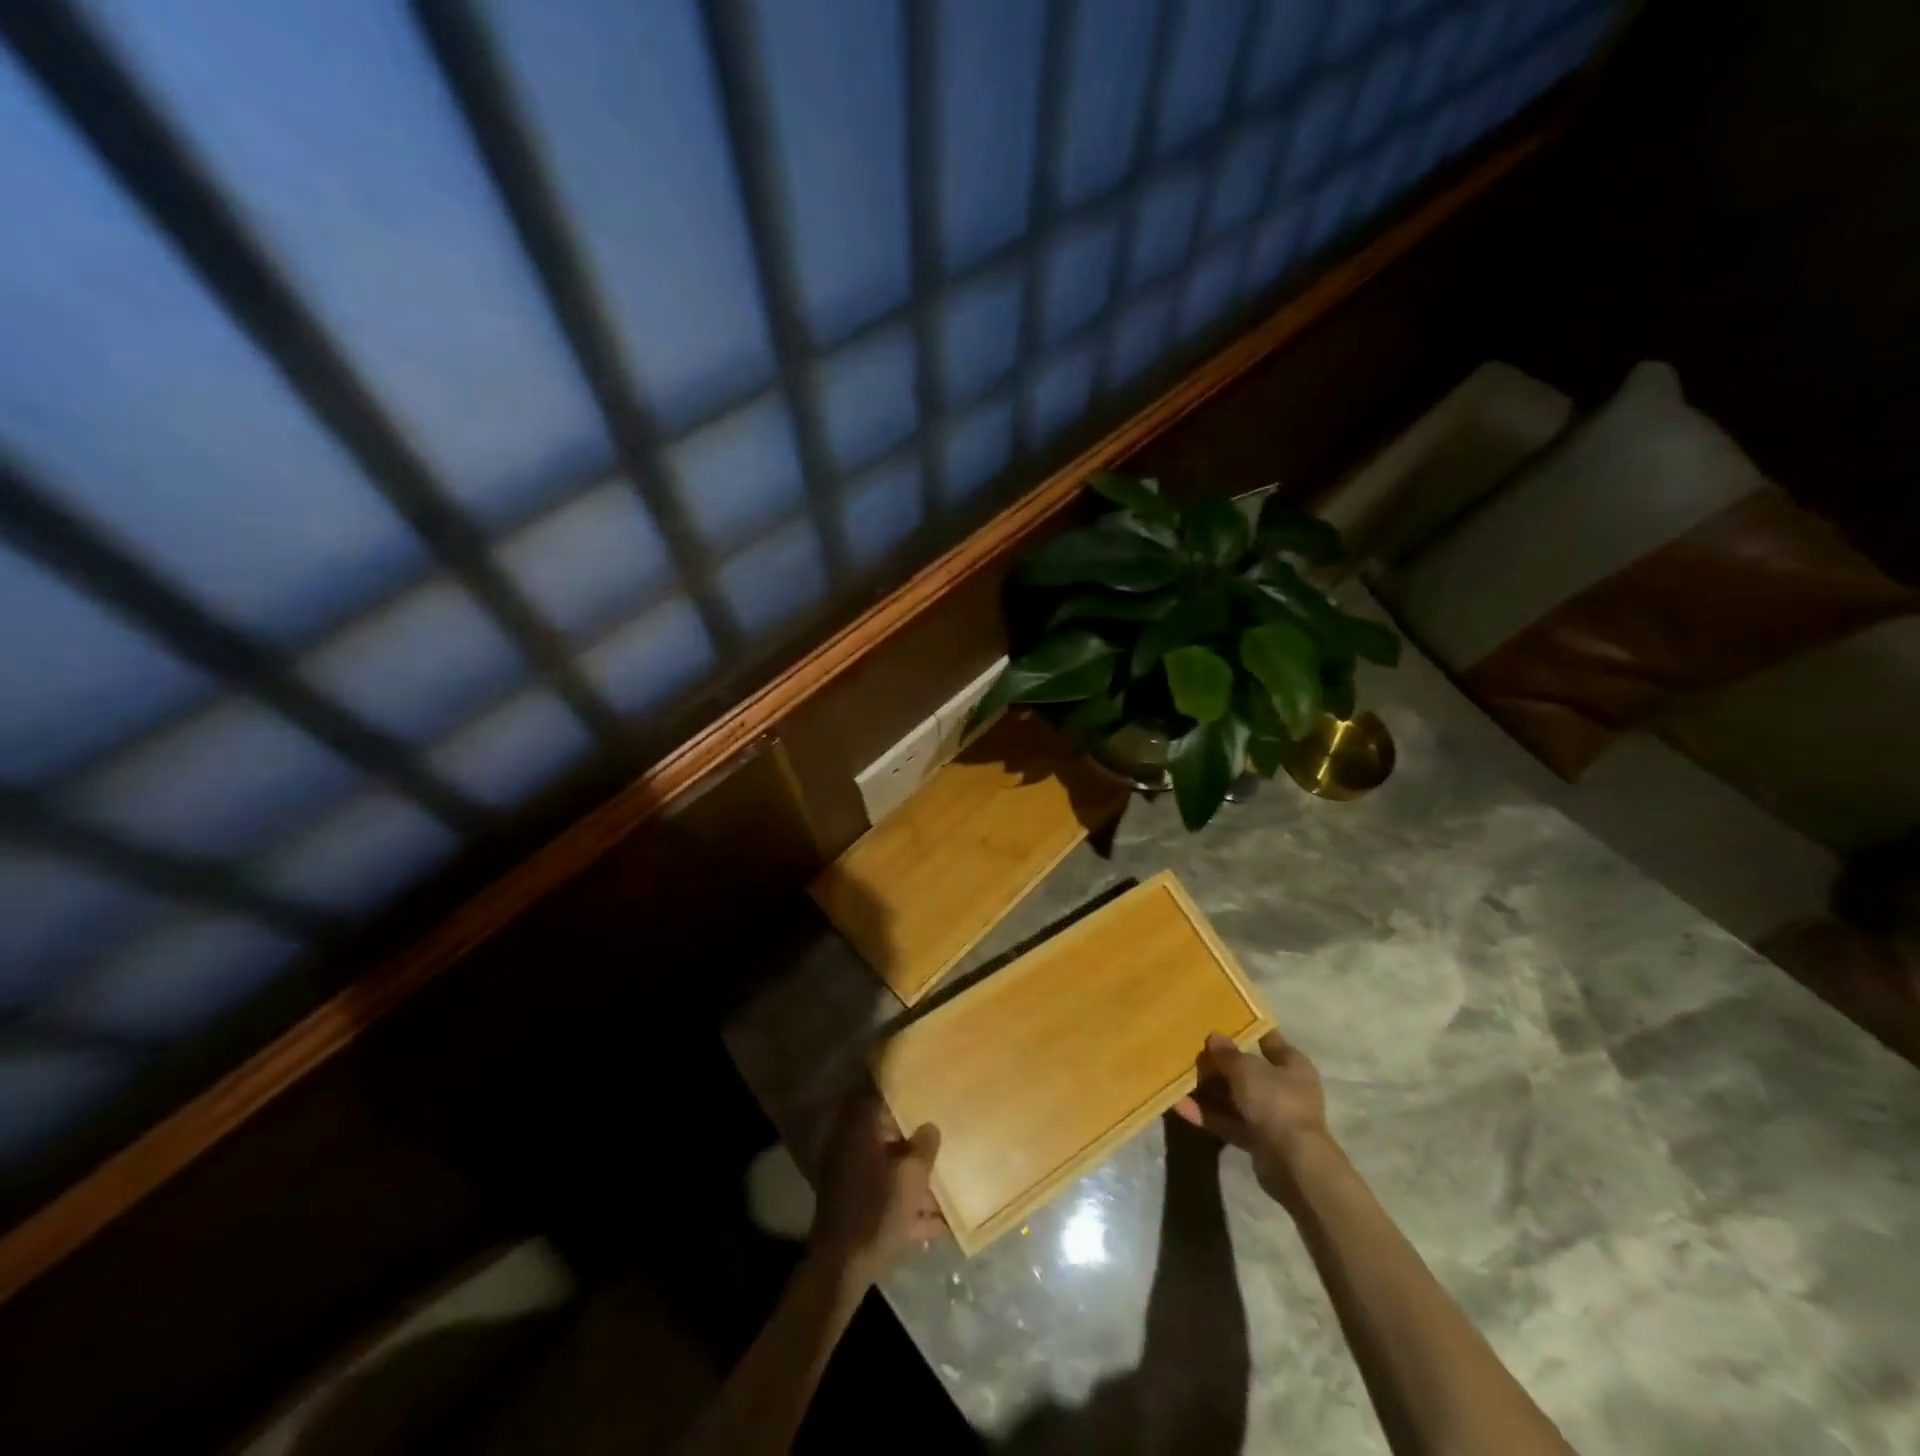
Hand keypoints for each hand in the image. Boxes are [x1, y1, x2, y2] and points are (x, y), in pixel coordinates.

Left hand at [809, 1086, 945, 1288]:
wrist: (842, 1270)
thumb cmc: (876, 1210)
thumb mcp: (911, 1176)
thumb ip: (924, 1147)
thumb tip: (930, 1127)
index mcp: (859, 1131)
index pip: (874, 1093)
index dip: (894, 1084)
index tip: (916, 1078)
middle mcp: (851, 1148)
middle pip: (885, 1131)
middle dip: (912, 1132)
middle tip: (939, 1126)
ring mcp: (852, 1180)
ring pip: (889, 1166)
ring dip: (915, 1172)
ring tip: (947, 1175)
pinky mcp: (857, 1208)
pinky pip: (888, 1196)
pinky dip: (909, 1205)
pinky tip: (941, 1222)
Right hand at [1174, 1030, 1333, 1199]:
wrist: (1293, 1163)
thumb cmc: (1275, 1101)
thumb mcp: (1246, 1069)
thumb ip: (1227, 1054)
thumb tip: (1214, 1037)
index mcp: (1292, 1065)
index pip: (1268, 1040)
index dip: (1247, 1029)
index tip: (1220, 1020)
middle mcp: (1284, 1089)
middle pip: (1247, 1071)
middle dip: (1219, 1064)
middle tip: (1189, 1050)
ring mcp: (1271, 1117)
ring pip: (1234, 1098)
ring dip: (1208, 1091)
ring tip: (1176, 1077)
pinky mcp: (1258, 1141)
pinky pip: (1228, 1122)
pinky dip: (1207, 1115)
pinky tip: (1178, 1105)